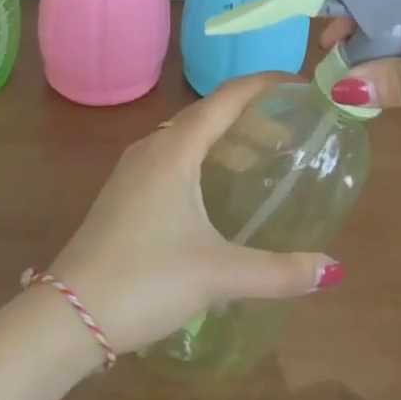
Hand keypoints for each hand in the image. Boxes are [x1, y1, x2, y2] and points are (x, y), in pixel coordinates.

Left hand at [45, 74, 341, 356]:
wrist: (67, 316)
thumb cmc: (145, 280)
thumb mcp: (218, 275)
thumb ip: (279, 271)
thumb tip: (333, 270)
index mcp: (175, 150)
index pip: (226, 98)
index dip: (263, 84)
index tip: (298, 84)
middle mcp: (152, 148)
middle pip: (207, 113)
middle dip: (249, 113)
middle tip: (290, 128)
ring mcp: (133, 171)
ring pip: (186, 137)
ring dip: (224, 138)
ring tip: (261, 158)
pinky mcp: (124, 193)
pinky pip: (171, 158)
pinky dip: (202, 158)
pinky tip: (215, 191)